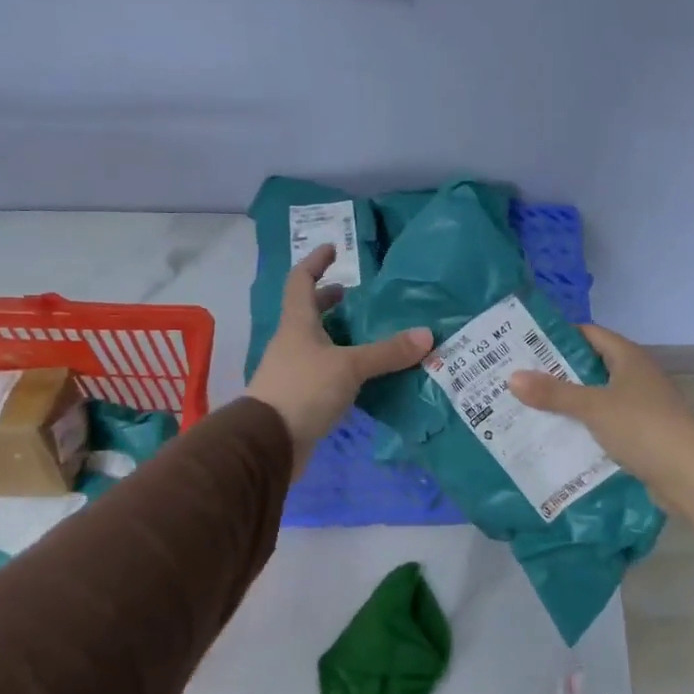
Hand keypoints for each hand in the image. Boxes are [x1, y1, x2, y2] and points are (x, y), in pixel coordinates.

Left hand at [246, 245, 432, 475]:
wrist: (268, 443)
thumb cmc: (303, 390)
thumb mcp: (349, 367)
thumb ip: (387, 352)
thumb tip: (426, 335)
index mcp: (298, 324)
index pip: (301, 281)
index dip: (315, 262)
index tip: (334, 249)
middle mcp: (293, 343)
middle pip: (309, 313)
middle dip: (331, 301)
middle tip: (357, 297)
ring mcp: (294, 372)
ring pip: (318, 344)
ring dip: (340, 336)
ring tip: (370, 335)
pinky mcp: (301, 398)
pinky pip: (325, 373)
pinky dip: (343, 367)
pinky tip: (365, 376)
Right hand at [509, 324, 693, 532]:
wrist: (689, 474)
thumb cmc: (642, 427)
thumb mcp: (593, 407)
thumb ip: (553, 393)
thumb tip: (512, 377)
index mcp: (629, 358)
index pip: (590, 334)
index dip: (560, 336)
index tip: (526, 343)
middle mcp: (636, 376)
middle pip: (591, 366)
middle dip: (558, 372)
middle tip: (520, 377)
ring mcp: (641, 406)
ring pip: (597, 397)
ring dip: (569, 402)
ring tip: (530, 407)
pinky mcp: (641, 434)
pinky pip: (605, 424)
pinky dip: (584, 427)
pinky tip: (558, 436)